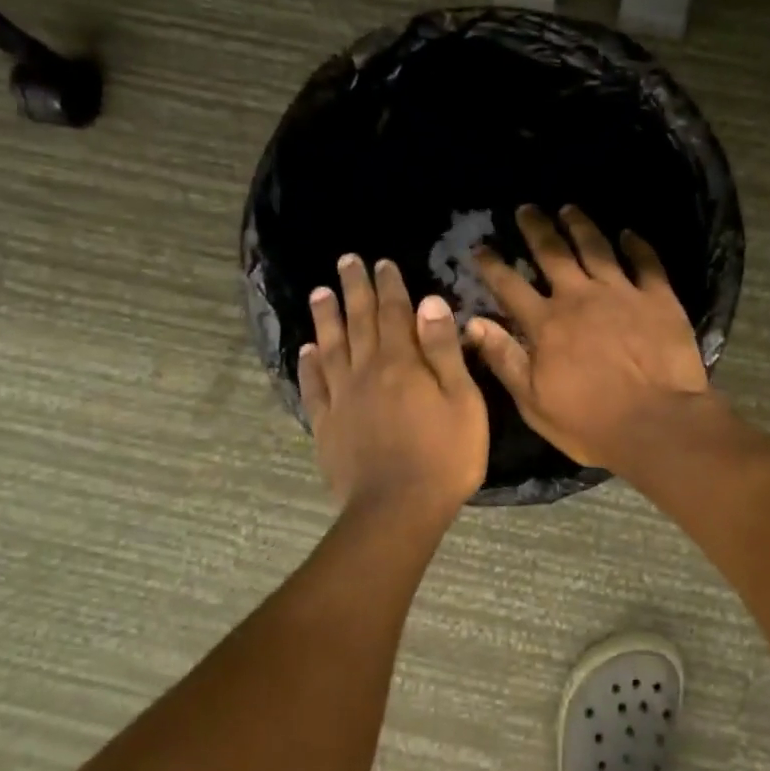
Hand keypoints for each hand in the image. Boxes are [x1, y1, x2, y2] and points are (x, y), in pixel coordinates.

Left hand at [299, 255, 488, 515]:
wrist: (397, 509)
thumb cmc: (445, 456)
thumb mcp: (463, 401)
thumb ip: (444, 351)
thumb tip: (430, 302)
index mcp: (402, 363)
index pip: (395, 313)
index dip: (389, 286)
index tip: (382, 263)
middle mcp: (366, 371)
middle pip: (359, 322)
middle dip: (354, 289)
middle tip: (346, 261)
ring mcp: (342, 398)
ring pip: (331, 347)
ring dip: (326, 318)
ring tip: (320, 292)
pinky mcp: (326, 425)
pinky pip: (314, 386)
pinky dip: (309, 365)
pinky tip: (307, 350)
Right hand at [466, 205, 709, 470]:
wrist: (657, 423)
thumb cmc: (590, 422)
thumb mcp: (533, 401)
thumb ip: (504, 359)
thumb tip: (472, 322)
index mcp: (546, 323)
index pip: (510, 285)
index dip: (492, 265)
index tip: (480, 247)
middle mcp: (580, 297)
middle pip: (552, 253)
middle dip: (536, 228)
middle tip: (526, 209)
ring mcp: (621, 293)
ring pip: (596, 248)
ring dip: (580, 225)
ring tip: (569, 208)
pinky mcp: (658, 298)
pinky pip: (646, 262)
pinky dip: (636, 245)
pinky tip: (629, 233)